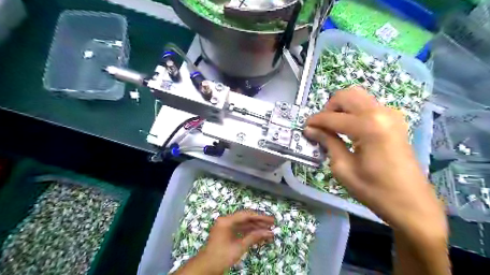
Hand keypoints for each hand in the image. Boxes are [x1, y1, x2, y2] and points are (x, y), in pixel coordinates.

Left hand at [176, 212, 274, 273]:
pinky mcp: (227, 232)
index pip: (246, 215)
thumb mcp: (239, 247)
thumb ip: (254, 237)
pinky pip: (240, 229)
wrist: (206, 267)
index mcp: (226, 220)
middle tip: (272, 224)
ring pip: (244, 224)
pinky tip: (259, 235)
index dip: (260, 217)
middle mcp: (226, 220)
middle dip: (259, 222)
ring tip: (268, 231)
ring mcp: (226, 226)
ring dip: (255, 227)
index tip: (271, 220)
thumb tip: (269, 233)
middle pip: (245, 218)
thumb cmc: (221, 256)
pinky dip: (249, 232)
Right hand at [305, 86, 446, 240]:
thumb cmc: (374, 190)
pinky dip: (353, 111)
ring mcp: (390, 114)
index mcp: (368, 126)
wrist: (411, 202)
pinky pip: (368, 105)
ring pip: (358, 97)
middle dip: (328, 108)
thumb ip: (327, 142)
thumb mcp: (343, 167)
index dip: (315, 121)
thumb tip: (310, 129)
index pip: (332, 117)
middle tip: (321, 126)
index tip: (304, 128)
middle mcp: (380, 112)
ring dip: (341, 108)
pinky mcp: (394, 120)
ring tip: (333, 127)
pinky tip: (348, 129)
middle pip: (346, 95)